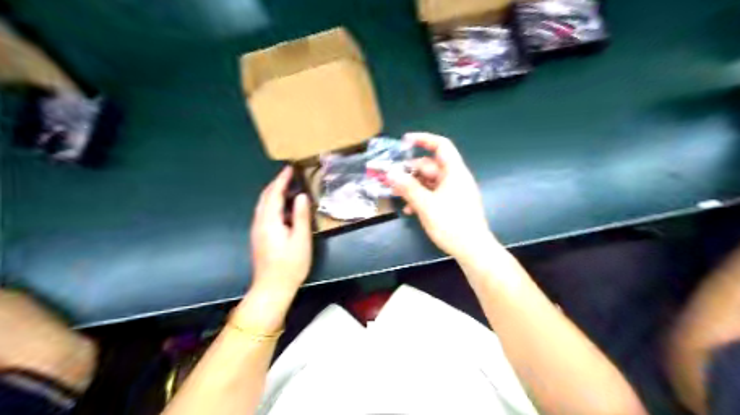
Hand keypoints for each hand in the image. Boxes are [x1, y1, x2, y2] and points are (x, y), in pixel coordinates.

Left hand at [250, 166, 309, 293]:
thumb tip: (301, 196)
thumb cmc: (290, 265)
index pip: (274, 194)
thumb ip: (300, 216)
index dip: (281, 180)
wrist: (272, 287)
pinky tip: (282, 207)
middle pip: (264, 197)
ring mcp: (257, 230)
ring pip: (262, 205)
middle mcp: (259, 222)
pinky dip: (271, 203)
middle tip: (288, 175)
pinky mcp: (259, 237)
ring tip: (286, 187)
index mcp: (269, 221)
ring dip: (273, 193)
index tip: (289, 168)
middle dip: (275, 184)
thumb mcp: (301, 240)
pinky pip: (263, 213)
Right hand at [388, 131, 496, 262]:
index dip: (424, 139)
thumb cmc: (451, 224)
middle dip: (411, 170)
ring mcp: (455, 192)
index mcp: (454, 172)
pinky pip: (434, 194)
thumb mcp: (426, 205)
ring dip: (413, 186)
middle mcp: (455, 178)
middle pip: (431, 166)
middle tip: (392, 177)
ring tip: (397, 194)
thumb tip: (391, 173)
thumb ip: (408, 188)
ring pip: (430, 182)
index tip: (405, 141)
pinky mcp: (453, 205)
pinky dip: (421, 198)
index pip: (441, 146)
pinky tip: (409, 210)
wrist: (473, 249)